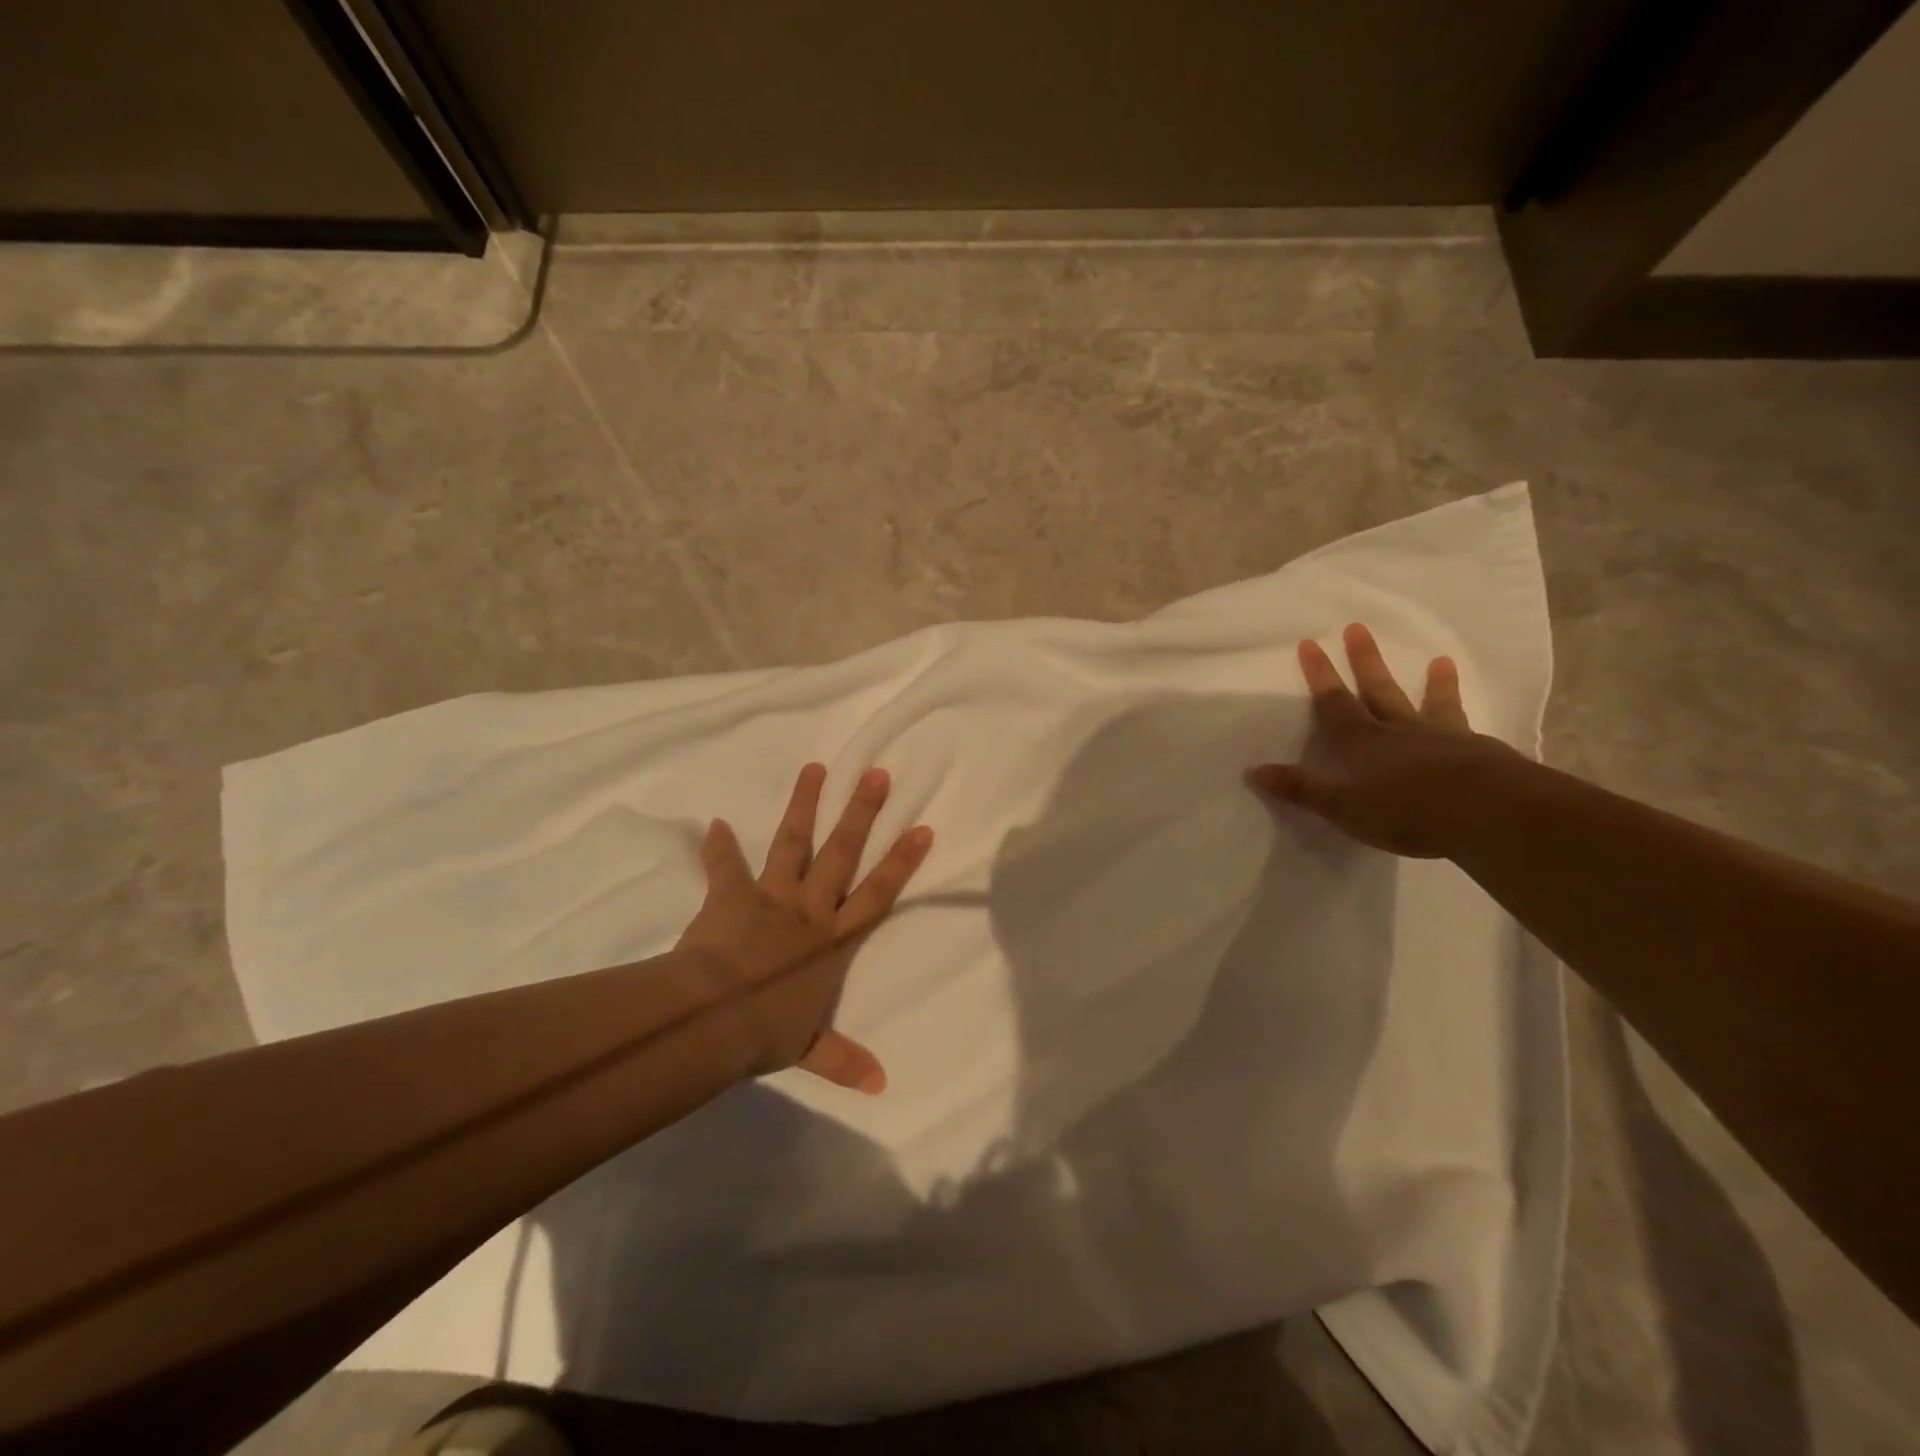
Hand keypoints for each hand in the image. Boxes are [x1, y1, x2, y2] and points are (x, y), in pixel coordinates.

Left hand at [675, 763, 931, 1093]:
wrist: (710, 1019)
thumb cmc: (764, 1030)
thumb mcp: (808, 1048)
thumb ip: (843, 1060)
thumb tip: (882, 1086)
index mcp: (831, 940)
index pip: (876, 894)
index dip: (900, 862)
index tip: (921, 828)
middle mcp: (808, 908)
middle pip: (841, 853)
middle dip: (861, 813)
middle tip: (878, 774)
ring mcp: (770, 896)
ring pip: (792, 843)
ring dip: (804, 805)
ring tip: (817, 768)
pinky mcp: (730, 896)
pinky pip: (724, 867)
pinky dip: (718, 847)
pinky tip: (712, 822)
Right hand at [1247, 622, 1520, 857]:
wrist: (1490, 813)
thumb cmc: (1409, 811)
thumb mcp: (1344, 807)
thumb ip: (1302, 788)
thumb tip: (1253, 770)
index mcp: (1363, 743)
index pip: (1335, 703)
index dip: (1320, 675)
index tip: (1309, 643)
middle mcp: (1399, 732)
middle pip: (1378, 690)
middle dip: (1365, 661)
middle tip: (1358, 627)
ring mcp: (1443, 739)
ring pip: (1430, 704)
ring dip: (1432, 683)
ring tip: (1439, 660)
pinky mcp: (1479, 753)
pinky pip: (1466, 728)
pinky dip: (1466, 720)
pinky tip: (1473, 723)